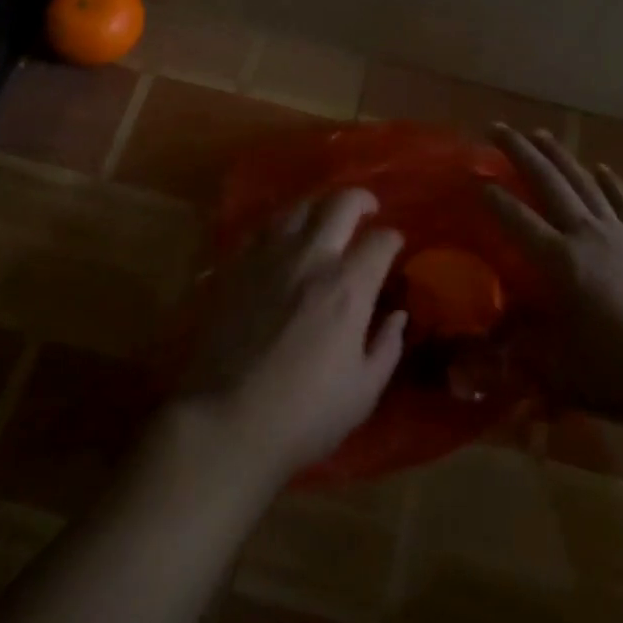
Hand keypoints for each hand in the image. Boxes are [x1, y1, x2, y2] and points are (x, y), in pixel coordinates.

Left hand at [178, 189, 407, 486]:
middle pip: (341, 203)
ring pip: (300, 207)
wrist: (225, 422)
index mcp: (348, 286)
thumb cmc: (304, 415)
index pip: (381, 240)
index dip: (393, 240)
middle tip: (368, 210)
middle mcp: (310, 258)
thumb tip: (397, 315)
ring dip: (320, 208)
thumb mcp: (363, 392)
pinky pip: (263, 228)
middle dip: (362, 200)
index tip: (394, 247)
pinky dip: (282, 226)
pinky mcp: (236, 266)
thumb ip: (387, 347)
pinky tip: (283, 242)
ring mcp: (269, 257)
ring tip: (325, 222)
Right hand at [485, 125, 622, 424]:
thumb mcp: (560, 371)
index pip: (518, 220)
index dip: (493, 199)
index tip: (473, 178)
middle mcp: (587, 236)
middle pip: (549, 184)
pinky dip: (611, 184)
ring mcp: (619, 236)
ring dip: (559, 156)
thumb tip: (482, 353)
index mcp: (561, 262)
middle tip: (497, 129)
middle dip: (521, 153)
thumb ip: (519, 354)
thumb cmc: (621, 370)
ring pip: (584, 184)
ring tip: (540, 133)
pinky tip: (602, 168)